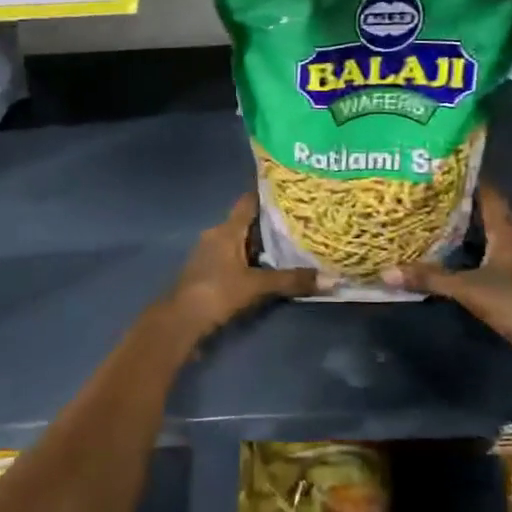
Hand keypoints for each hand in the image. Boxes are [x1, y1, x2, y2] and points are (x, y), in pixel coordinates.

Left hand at [165, 193, 318, 338]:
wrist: (180, 321)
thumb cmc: (216, 293)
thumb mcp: (256, 286)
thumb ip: (291, 280)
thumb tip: (331, 278)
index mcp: (226, 230)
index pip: (249, 201)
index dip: (268, 193)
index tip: (292, 190)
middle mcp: (217, 235)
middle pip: (248, 222)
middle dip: (272, 221)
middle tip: (302, 220)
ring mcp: (210, 253)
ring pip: (241, 241)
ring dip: (262, 243)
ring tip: (293, 243)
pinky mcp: (209, 271)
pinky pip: (235, 257)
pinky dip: (252, 259)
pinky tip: (270, 266)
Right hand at [382, 184, 511, 377]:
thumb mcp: (469, 289)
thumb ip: (430, 278)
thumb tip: (386, 271)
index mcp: (506, 230)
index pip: (487, 193)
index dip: (466, 179)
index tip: (438, 169)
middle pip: (483, 213)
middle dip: (456, 205)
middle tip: (423, 196)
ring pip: (484, 237)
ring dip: (460, 231)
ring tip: (426, 222)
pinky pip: (486, 259)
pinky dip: (466, 255)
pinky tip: (445, 259)